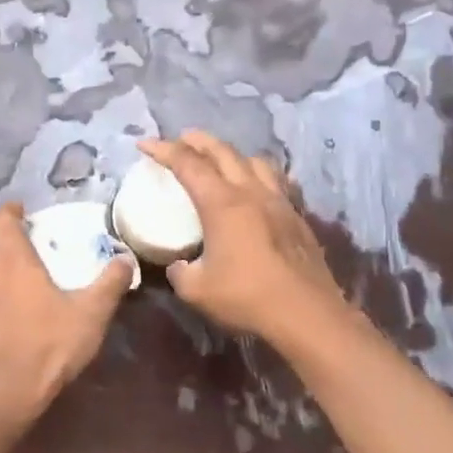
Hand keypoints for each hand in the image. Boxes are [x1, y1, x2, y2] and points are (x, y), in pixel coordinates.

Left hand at [0, 201, 133, 421]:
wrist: (8, 393)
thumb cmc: (51, 345)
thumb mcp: (92, 313)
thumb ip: (110, 283)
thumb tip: (125, 260)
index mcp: (14, 263)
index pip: (2, 222)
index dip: (9, 212)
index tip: (19, 211)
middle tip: (14, 252)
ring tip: (0, 288)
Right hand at [138, 132, 350, 346]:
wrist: (307, 314)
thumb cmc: (246, 298)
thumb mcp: (196, 290)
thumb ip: (180, 272)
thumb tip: (179, 265)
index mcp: (222, 203)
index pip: (188, 164)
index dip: (164, 150)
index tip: (145, 144)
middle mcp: (251, 192)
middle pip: (223, 152)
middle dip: (198, 141)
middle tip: (182, 138)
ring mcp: (279, 202)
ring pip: (255, 161)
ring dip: (233, 154)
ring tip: (222, 160)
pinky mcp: (297, 217)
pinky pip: (278, 181)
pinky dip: (260, 174)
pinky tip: (259, 187)